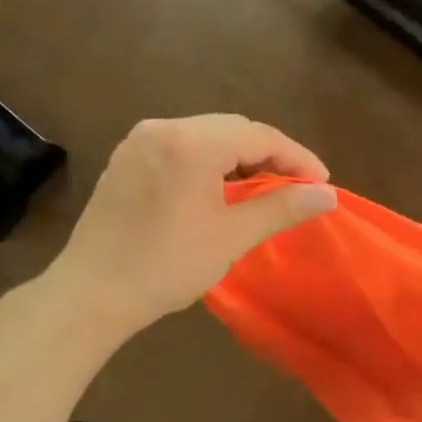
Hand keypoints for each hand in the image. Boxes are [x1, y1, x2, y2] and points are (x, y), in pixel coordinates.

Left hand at [45, 115, 336, 337]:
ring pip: (206, 136)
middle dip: (271, 155)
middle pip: (233, 129)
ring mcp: (139, 141)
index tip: (323, 184)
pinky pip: (181, 148)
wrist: (93, 293)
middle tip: (298, 187)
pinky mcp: (127, 160)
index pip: (259, 136)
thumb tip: (328, 194)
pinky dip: (210, 162)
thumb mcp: (232, 236)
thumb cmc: (168, 265)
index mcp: (191, 143)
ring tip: (265, 189)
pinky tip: (222, 189)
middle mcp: (163, 128)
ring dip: (241, 158)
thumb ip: (282, 208)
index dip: (297, 158)